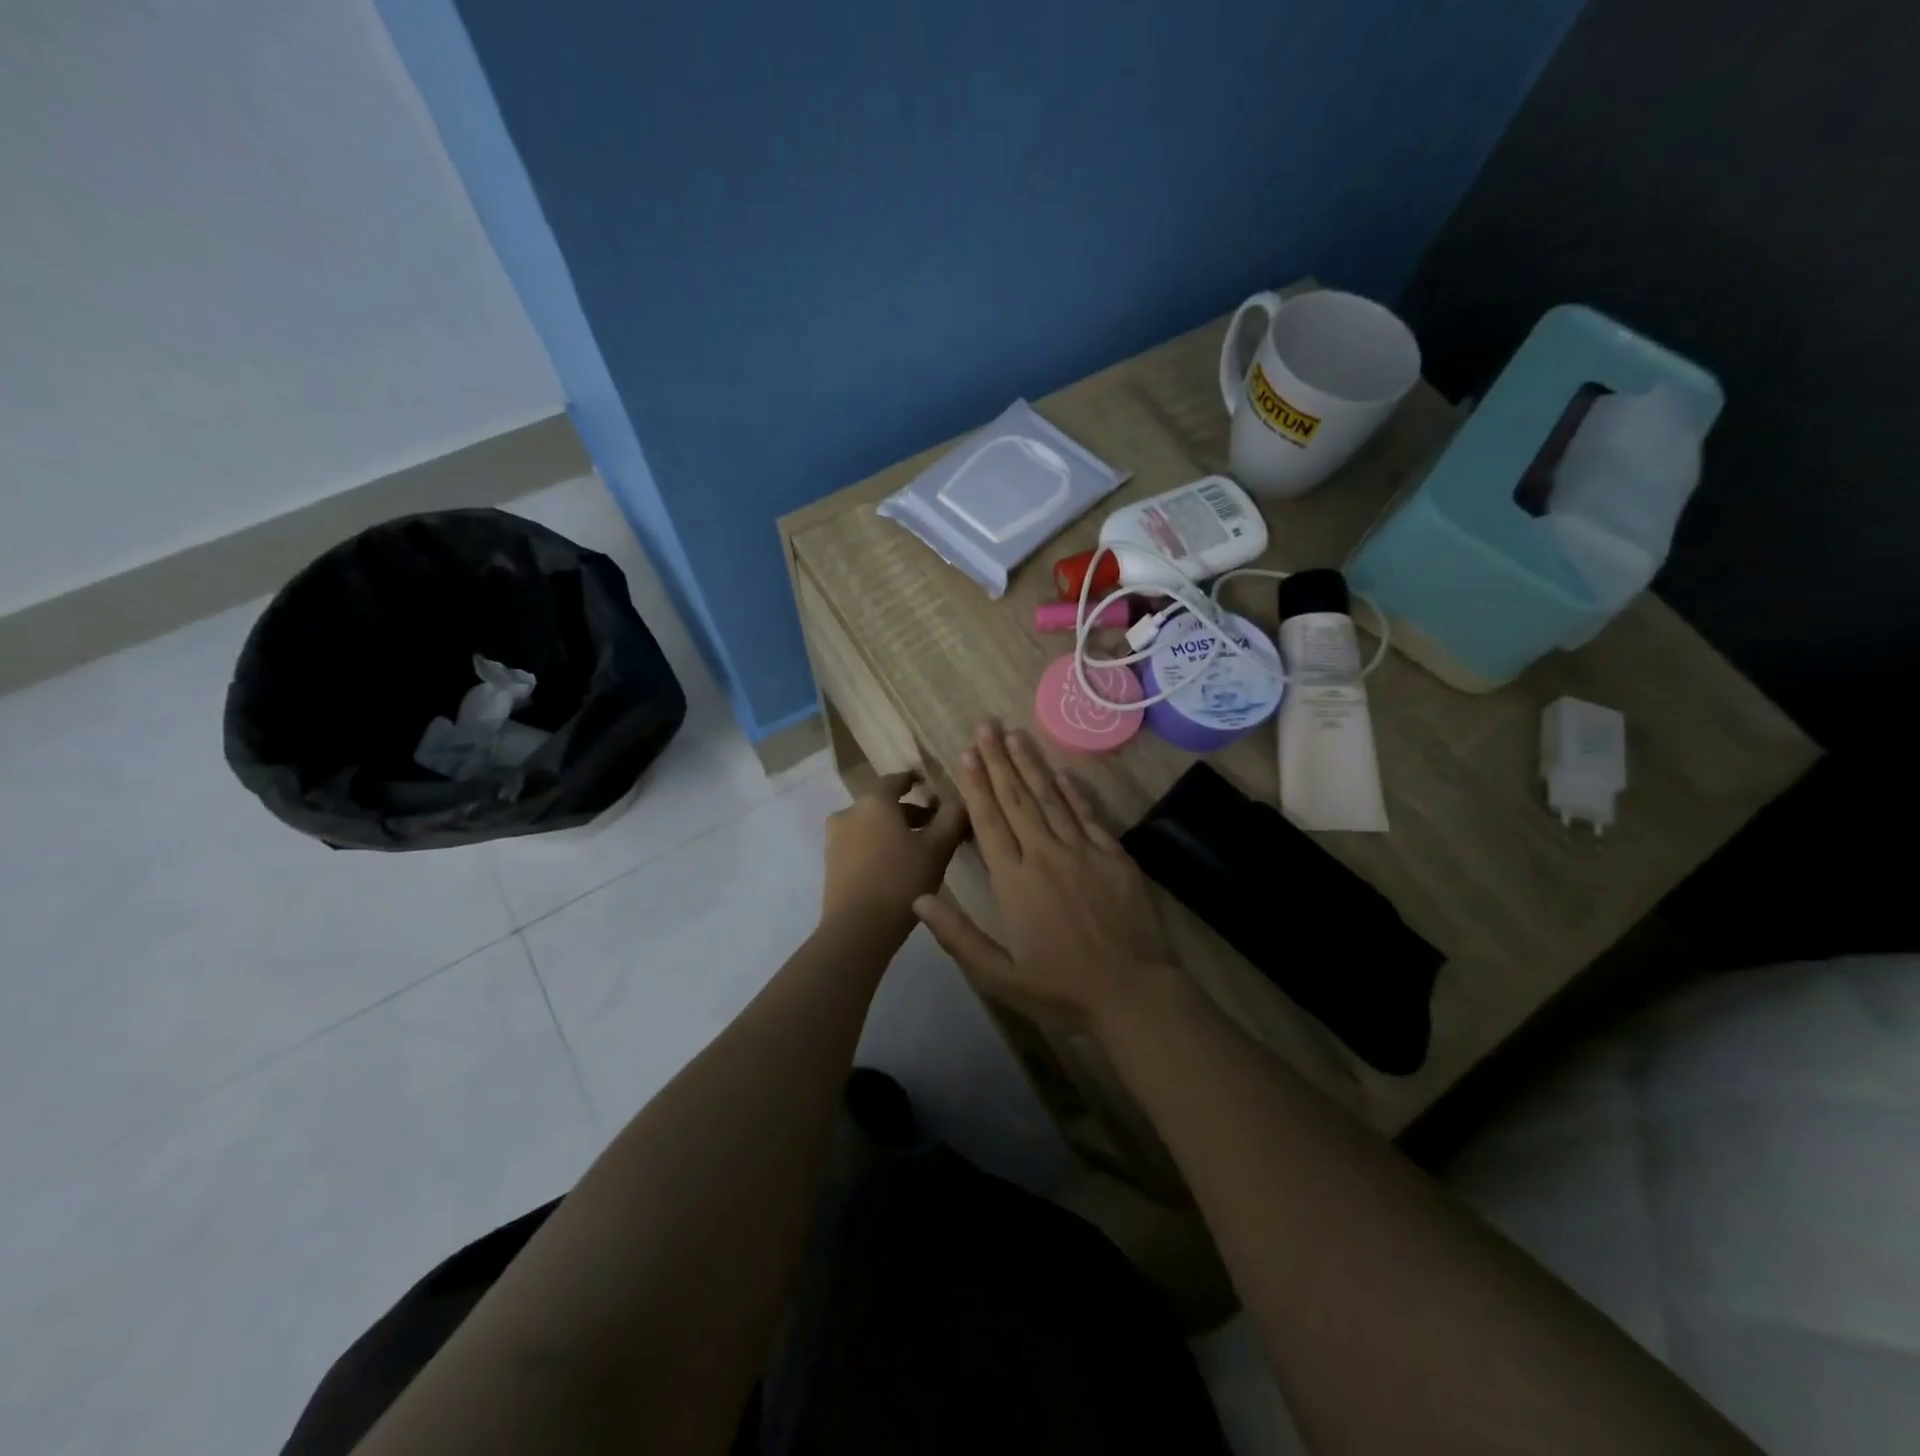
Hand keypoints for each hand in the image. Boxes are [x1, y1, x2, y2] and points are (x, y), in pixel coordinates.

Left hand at [822, 771, 967, 933]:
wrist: (856, 928)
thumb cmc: (901, 880)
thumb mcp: (938, 848)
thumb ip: (952, 818)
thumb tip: (960, 800)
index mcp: (874, 801)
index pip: (896, 780)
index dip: (915, 781)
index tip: (931, 787)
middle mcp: (849, 812)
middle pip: (883, 804)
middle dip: (910, 812)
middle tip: (935, 826)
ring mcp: (835, 838)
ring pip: (871, 825)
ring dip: (893, 831)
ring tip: (919, 850)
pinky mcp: (831, 863)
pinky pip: (859, 844)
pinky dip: (878, 846)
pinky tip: (896, 866)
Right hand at [912, 722, 1174, 1026]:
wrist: (1133, 994)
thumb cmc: (1061, 989)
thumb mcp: (999, 975)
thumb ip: (958, 935)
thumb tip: (918, 899)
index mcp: (1014, 881)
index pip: (989, 821)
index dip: (976, 785)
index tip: (966, 753)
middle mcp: (1045, 855)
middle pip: (1017, 799)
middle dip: (999, 760)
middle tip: (987, 725)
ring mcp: (1083, 852)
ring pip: (1051, 798)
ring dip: (1032, 764)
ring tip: (1016, 734)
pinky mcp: (1114, 856)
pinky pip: (1089, 815)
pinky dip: (1075, 791)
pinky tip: (1063, 772)